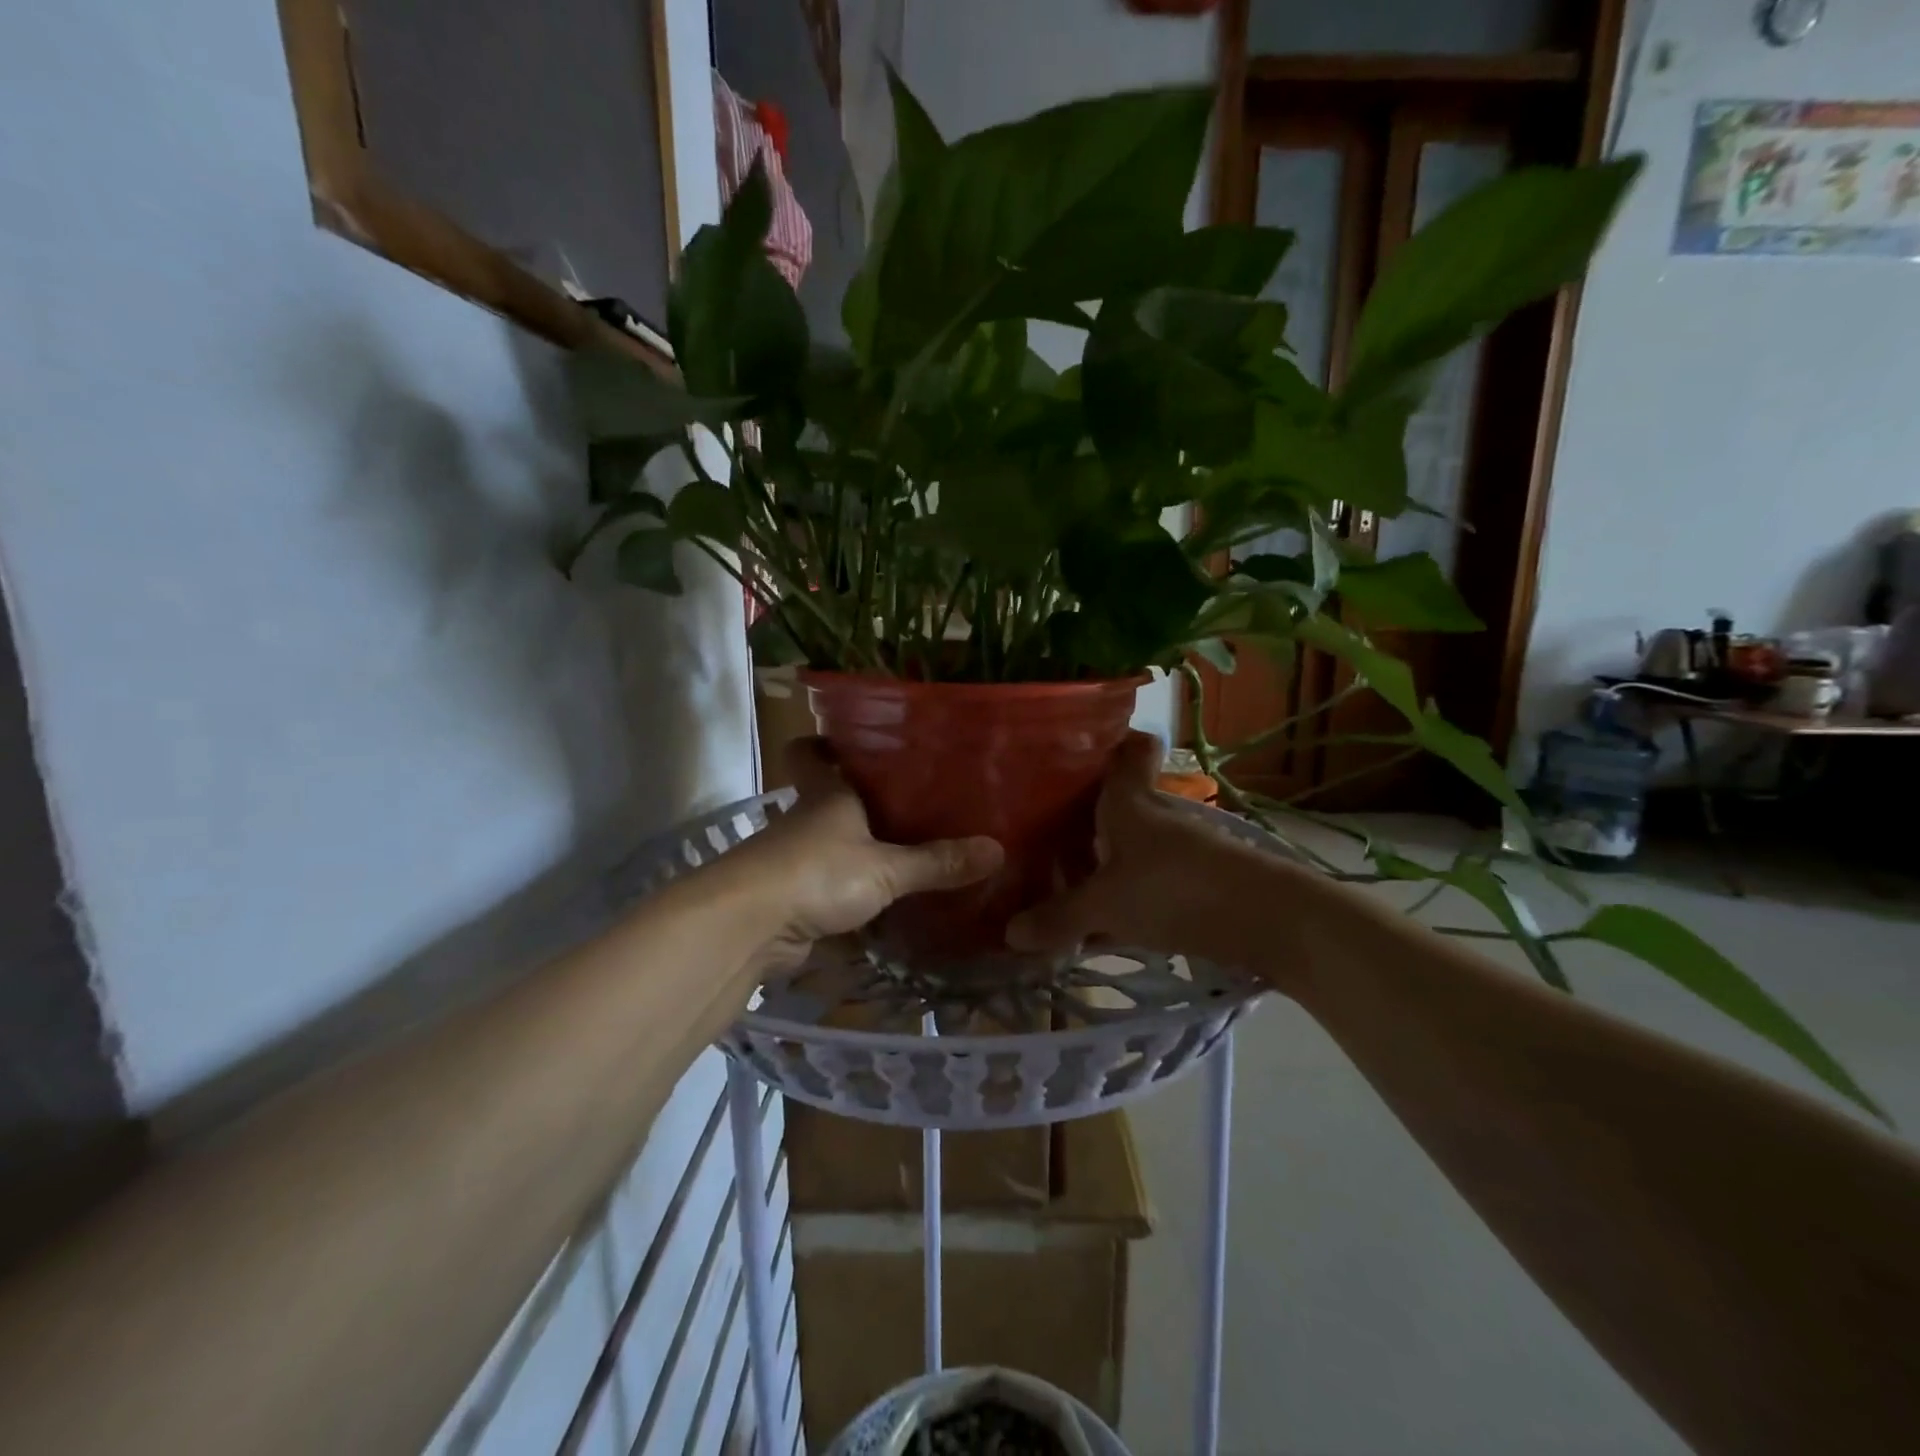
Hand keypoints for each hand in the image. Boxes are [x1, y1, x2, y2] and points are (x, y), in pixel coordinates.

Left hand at [731, 739, 1002, 973]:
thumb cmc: (817, 873)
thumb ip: (937, 862)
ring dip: (858, 849)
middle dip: (861, 800)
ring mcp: (795, 860)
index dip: (825, 742)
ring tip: (908, 850)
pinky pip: (829, 887)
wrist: (749, 927)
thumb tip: (997, 850)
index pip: (811, 753)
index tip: (854, 741)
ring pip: (830, 845)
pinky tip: (885, 901)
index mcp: (825, 795)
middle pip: (828, 799)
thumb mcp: (886, 868)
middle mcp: (806, 820)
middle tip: (912, 799)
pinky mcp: (792, 899)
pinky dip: (851, 892)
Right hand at [1005, 732, 1331, 981]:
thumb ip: (1059, 918)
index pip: (1129, 746)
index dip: (1108, 738)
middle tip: (1040, 831)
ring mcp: (1182, 847)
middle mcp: (1157, 813)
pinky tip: (1104, 922)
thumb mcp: (1106, 906)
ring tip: (1061, 881)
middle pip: (1118, 800)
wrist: (1269, 920)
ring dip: (1102, 859)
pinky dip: (1125, 892)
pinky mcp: (1198, 880)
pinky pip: (1148, 878)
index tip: (1073, 750)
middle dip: (1083, 814)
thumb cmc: (1175, 889)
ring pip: (1132, 843)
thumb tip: (1009, 933)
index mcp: (1130, 799)